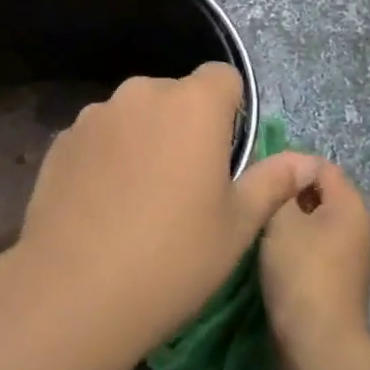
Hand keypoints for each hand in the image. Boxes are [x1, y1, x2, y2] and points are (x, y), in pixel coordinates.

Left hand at [15, 63, 318, 352]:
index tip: (225, 155)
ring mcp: (96, 114)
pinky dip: (108, 156)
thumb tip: (306, 162)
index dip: (231, 110)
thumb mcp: (238, 225)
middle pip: (176, 95)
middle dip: (186, 125)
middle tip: (186, 183)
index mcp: (194, 104)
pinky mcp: (62, 139)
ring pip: (135, 115)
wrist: (75, 292)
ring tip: (139, 198)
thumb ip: (273, 182)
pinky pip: (100, 136)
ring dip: (145, 138)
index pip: (223, 77)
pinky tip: (103, 205)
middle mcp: (143, 93)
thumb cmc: (174, 258)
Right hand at [259, 157, 369, 365]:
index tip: (259, 180)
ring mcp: (351, 261)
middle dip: (286, 198)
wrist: (317, 348)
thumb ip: (281, 185)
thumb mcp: (281, 217)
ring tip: (257, 232)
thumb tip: (286, 175)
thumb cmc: (300, 272)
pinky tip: (269, 261)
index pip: (320, 166)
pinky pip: (313, 254)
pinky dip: (293, 254)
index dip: (288, 167)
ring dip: (287, 228)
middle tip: (255, 205)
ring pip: (313, 227)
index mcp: (352, 205)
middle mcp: (359, 228)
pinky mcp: (338, 287)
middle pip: (318, 196)